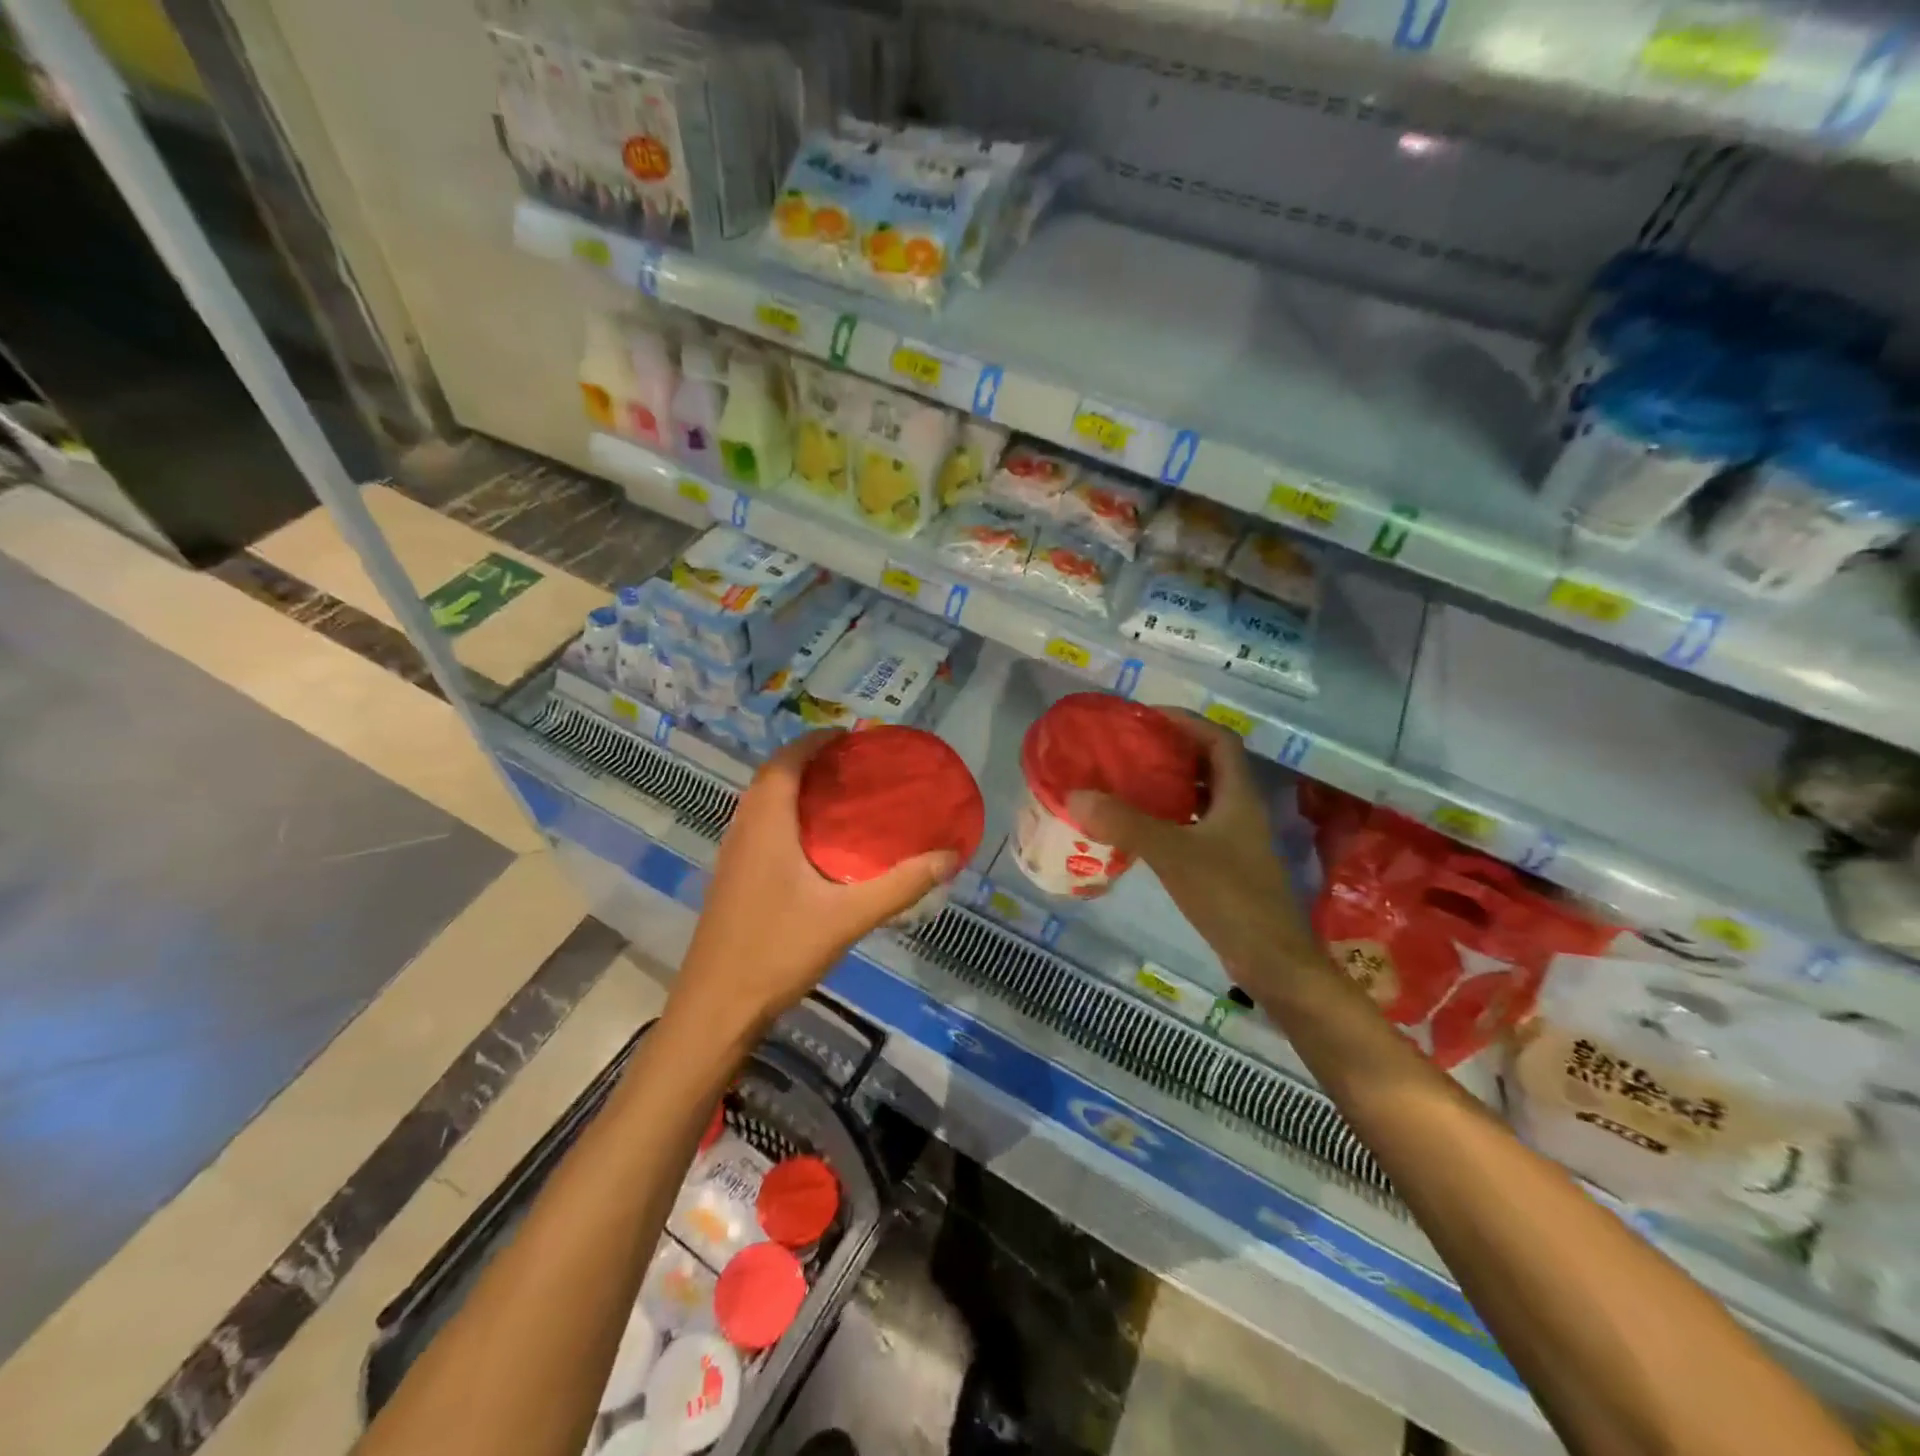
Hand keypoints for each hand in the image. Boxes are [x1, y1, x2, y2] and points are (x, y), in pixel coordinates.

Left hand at [667, 731, 958, 1037]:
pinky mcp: (732, 879)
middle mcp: (743, 830)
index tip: (851, 736)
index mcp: (766, 826)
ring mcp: (733, 856)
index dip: (814, 741)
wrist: (716, 1008)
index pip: (785, 763)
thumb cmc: (777, 951)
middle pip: (772, 778)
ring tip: (840, 795)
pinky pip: (760, 827)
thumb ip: (900, 886)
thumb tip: (949, 857)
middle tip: (854, 765)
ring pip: (762, 804)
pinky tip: (816, 845)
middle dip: (809, 761)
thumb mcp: (847, 918)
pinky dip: (787, 816)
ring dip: (796, 788)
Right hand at [1066, 711, 1317, 995]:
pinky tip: (1138, 829)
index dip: (1186, 722)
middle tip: (1127, 749)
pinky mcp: (1224, 866)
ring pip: (1199, 798)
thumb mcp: (1174, 854)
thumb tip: (1076, 795)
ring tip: (1125, 782)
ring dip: (1167, 786)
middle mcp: (1239, 810)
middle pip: (1207, 765)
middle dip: (1170, 751)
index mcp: (1238, 795)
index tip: (1146, 719)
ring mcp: (1233, 840)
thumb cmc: (1230, 896)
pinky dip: (1167, 820)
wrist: (1271, 960)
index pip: (1218, 739)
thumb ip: (1126, 823)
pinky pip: (1192, 827)